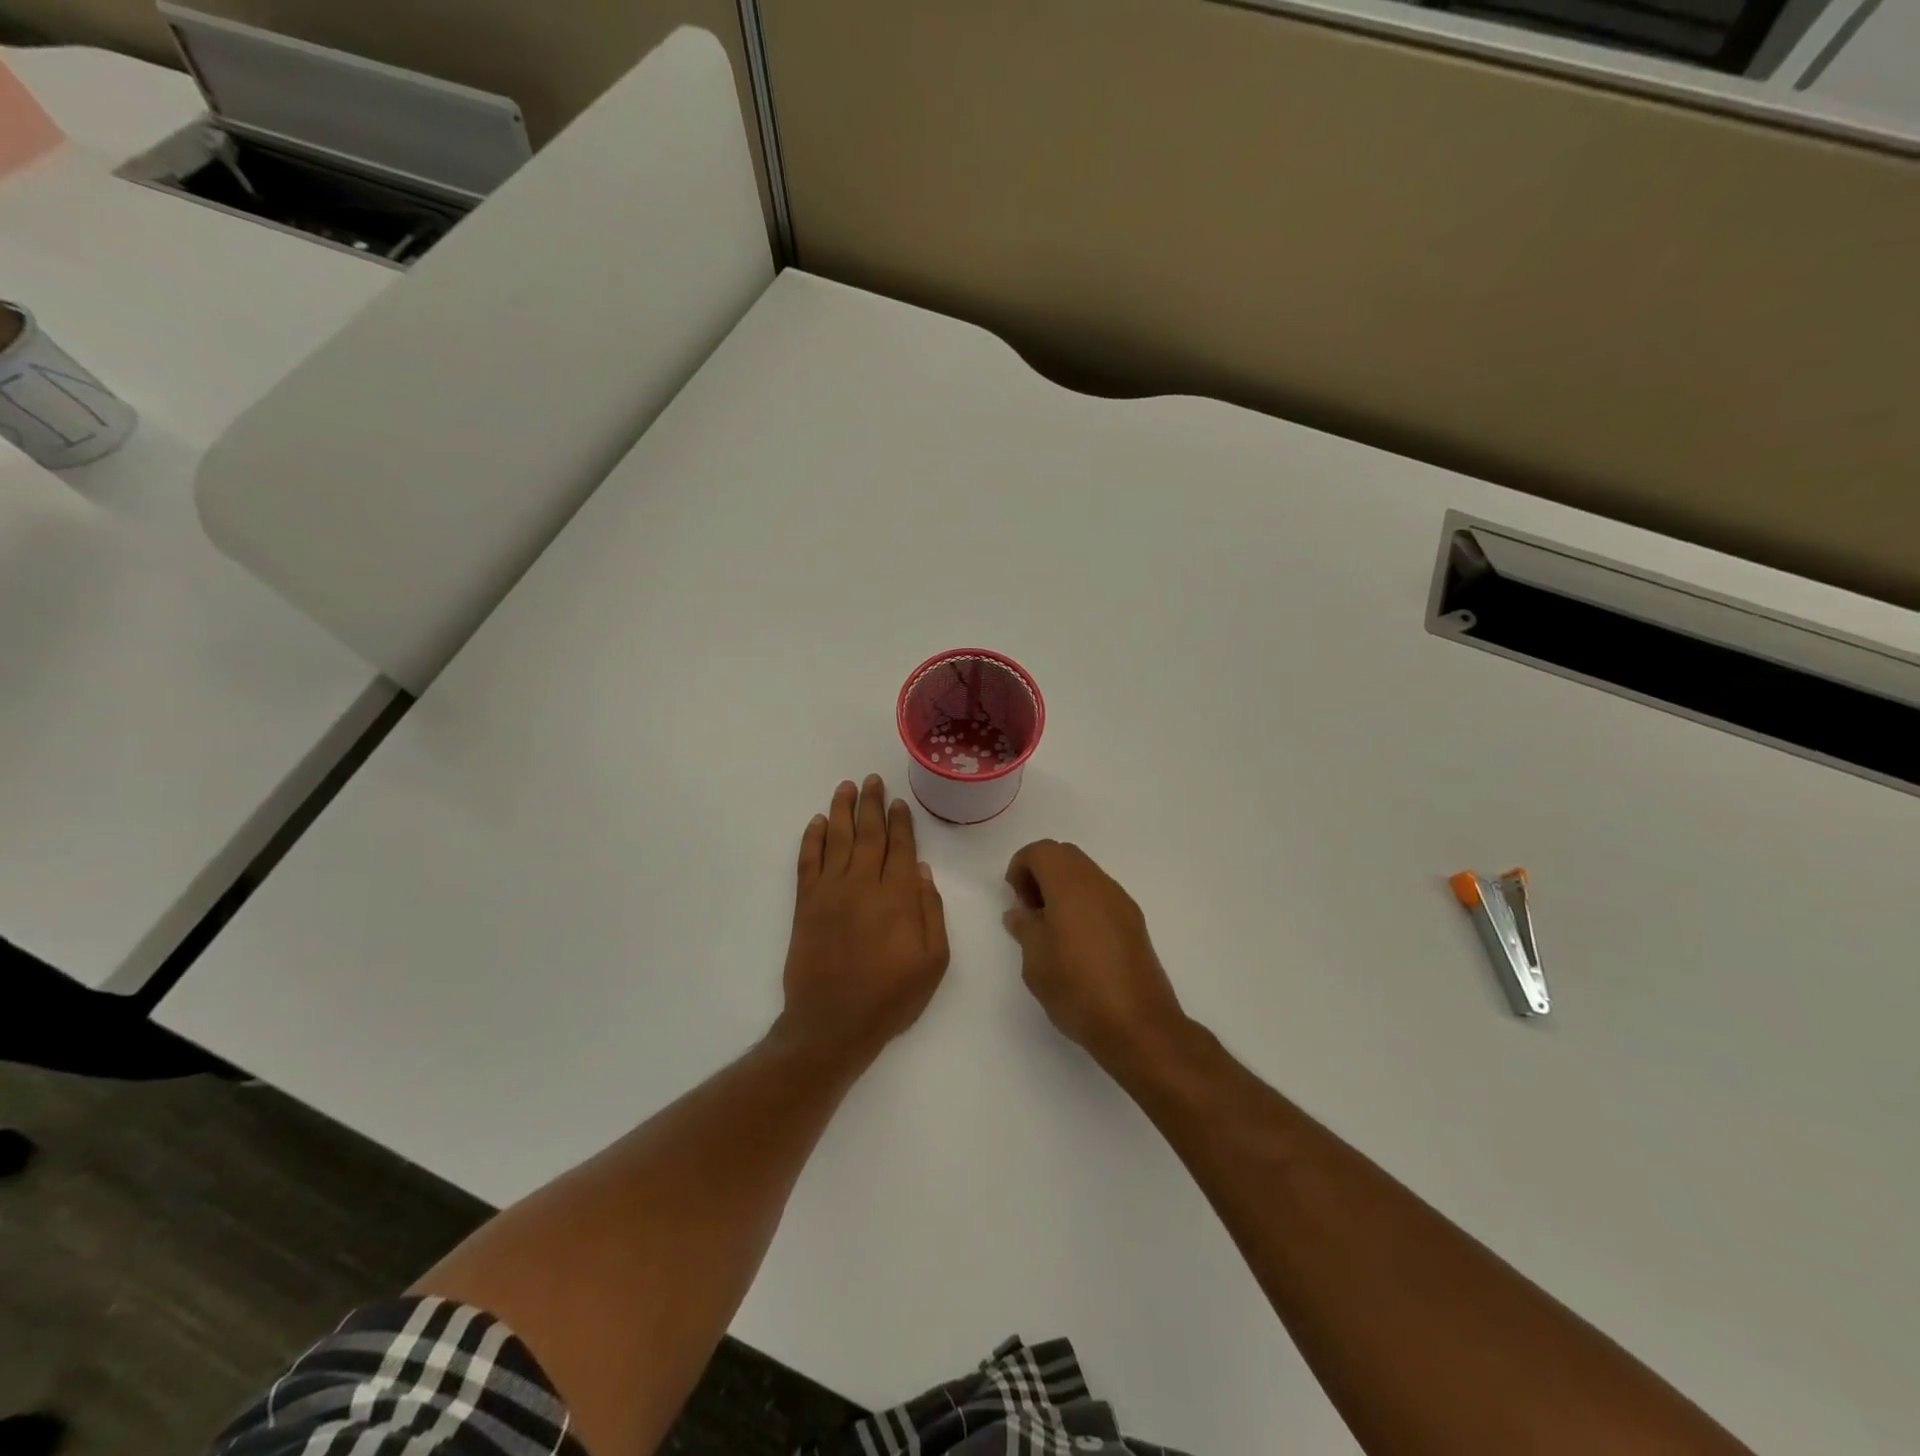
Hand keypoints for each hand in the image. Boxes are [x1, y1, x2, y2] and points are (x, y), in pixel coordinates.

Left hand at [780, 776, 949, 1062]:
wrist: (832, 1023)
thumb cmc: (890, 997)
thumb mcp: (933, 962)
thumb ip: (931, 912)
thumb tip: (921, 870)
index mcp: (898, 897)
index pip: (900, 847)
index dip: (900, 821)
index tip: (898, 801)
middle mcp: (863, 884)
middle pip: (868, 834)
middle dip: (871, 804)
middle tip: (871, 780)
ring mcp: (830, 891)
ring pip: (836, 838)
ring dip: (841, 810)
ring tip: (846, 787)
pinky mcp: (806, 904)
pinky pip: (807, 861)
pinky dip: (811, 838)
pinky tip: (816, 822)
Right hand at [1003, 840, 1187, 1071]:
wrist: (1139, 1026)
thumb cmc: (1077, 989)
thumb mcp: (1036, 961)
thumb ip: (1025, 928)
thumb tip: (1020, 913)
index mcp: (1071, 886)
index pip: (1042, 851)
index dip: (1021, 866)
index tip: (1014, 898)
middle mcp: (1099, 884)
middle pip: (1066, 855)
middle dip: (1041, 872)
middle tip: (1029, 909)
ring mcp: (1121, 902)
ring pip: (1086, 874)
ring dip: (1063, 887)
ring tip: (1050, 928)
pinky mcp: (1134, 922)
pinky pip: (1101, 895)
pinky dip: (1082, 902)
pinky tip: (1076, 941)